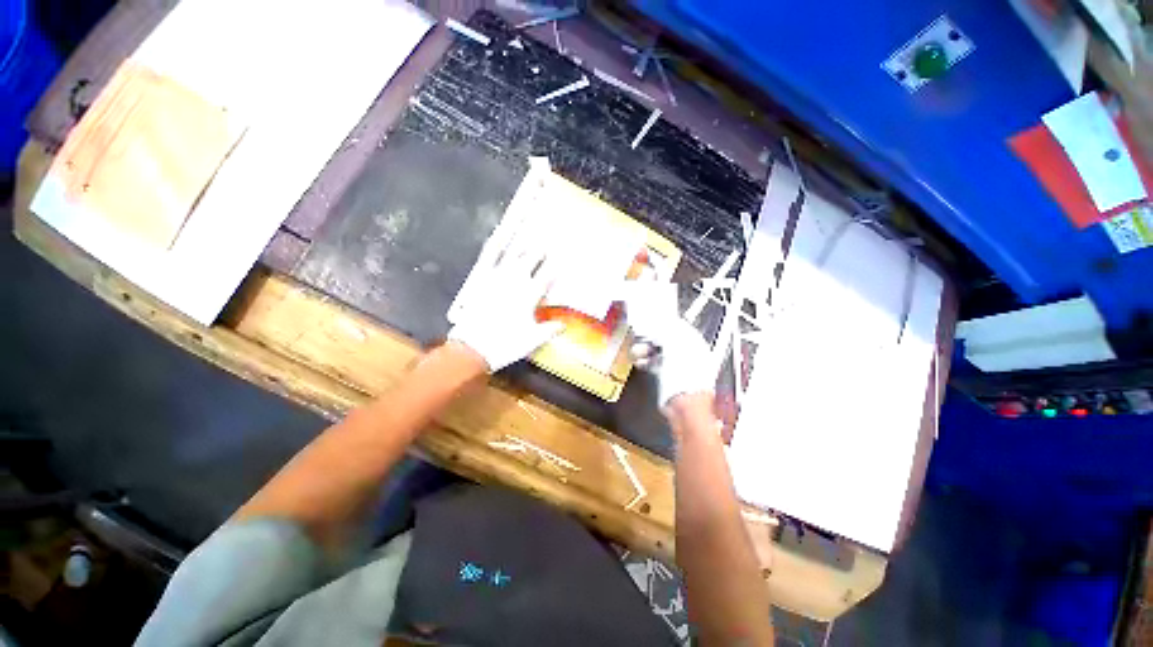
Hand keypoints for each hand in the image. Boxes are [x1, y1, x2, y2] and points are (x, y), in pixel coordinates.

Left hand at [448, 247, 565, 371]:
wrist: (472, 349)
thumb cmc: (505, 344)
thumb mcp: (532, 340)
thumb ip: (549, 329)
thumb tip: (563, 325)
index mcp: (529, 295)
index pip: (547, 276)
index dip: (555, 266)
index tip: (561, 258)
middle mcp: (514, 281)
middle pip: (531, 259)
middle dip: (540, 249)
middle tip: (546, 241)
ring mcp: (496, 277)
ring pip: (511, 253)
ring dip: (521, 241)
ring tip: (527, 229)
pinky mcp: (479, 279)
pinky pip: (488, 258)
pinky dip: (493, 246)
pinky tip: (496, 237)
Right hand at [622, 283, 715, 405]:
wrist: (684, 405)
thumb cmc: (685, 373)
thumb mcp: (674, 344)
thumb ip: (664, 329)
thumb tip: (655, 321)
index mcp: (695, 342)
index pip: (678, 325)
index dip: (663, 320)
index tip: (648, 316)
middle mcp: (688, 352)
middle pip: (666, 337)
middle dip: (651, 335)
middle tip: (639, 333)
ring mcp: (678, 365)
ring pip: (659, 351)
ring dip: (646, 348)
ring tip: (637, 350)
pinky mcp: (667, 377)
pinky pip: (655, 363)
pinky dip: (646, 361)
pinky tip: (640, 361)